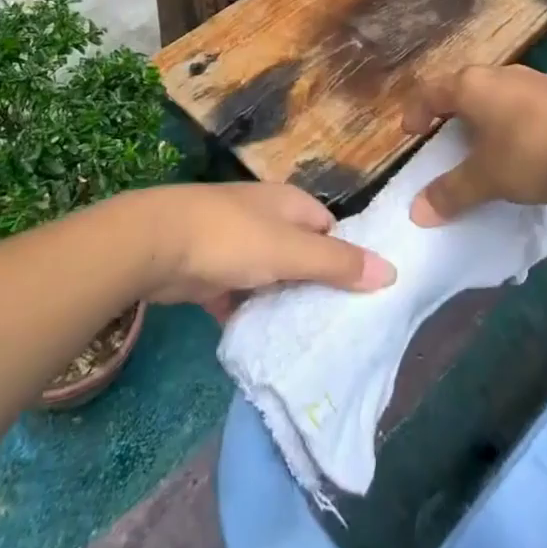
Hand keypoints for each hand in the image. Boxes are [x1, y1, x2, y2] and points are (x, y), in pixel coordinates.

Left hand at [123, 183, 396, 321]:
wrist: (155, 244)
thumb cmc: (231, 238)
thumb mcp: (291, 251)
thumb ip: (337, 263)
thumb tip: (391, 271)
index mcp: (289, 204)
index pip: (330, 229)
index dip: (347, 257)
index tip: (363, 295)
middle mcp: (265, 219)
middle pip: (301, 254)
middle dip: (315, 285)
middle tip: (339, 327)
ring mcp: (235, 244)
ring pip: (271, 277)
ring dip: (282, 303)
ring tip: (308, 341)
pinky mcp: (211, 272)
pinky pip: (240, 296)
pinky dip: (250, 314)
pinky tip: (263, 343)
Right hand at [401, 65, 546, 223]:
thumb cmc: (532, 154)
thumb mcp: (486, 179)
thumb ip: (450, 193)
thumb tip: (417, 212)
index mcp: (472, 86)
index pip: (431, 91)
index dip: (416, 111)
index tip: (411, 133)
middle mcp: (501, 74)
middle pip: (465, 87)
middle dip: (452, 110)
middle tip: (446, 135)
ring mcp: (537, 81)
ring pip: (499, 93)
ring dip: (487, 115)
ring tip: (487, 143)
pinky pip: (527, 104)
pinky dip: (516, 121)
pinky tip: (528, 147)